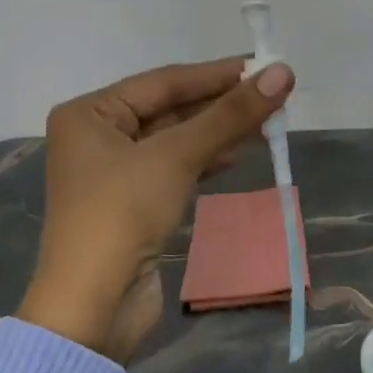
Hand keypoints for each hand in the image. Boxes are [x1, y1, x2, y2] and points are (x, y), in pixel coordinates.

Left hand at [16, 57, 294, 362]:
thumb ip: (229, 116)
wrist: (92, 307)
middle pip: (169, 109)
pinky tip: (240, 154)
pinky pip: (174, 169)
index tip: (264, 65)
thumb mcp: (176, 157)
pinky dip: (206, 160)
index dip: (217, 74)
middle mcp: (97, 136)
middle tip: (273, 93)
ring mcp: (114, 173)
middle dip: (220, 104)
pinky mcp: (132, 204)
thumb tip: (283, 73)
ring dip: (218, 132)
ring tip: (267, 122)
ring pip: (175, 140)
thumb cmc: (122, 215)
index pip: (163, 81)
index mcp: (89, 113)